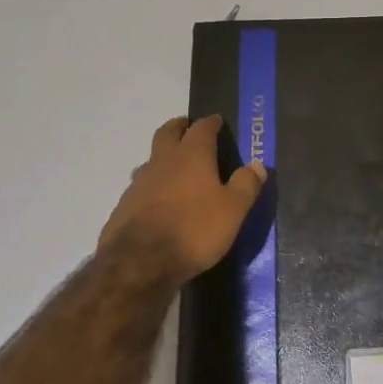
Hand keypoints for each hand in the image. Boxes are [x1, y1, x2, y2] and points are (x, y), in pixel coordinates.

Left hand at [99, 115, 267, 281]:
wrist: (139, 262)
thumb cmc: (194, 230)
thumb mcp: (232, 210)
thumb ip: (246, 185)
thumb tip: (258, 164)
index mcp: (191, 156)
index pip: (201, 128)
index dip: (210, 122)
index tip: (216, 120)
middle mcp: (163, 161)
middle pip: (168, 133)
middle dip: (179, 127)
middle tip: (187, 126)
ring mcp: (139, 183)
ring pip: (151, 159)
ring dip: (162, 157)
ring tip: (173, 167)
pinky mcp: (124, 205)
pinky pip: (140, 186)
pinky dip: (151, 186)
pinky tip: (157, 201)